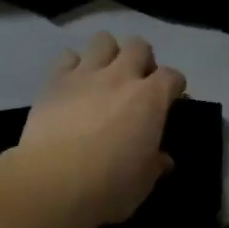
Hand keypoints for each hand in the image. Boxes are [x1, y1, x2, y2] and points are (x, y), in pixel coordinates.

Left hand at [15, 32, 186, 227]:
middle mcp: (120, 77)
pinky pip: (67, 57)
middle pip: (138, 46)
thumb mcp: (142, 183)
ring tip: (104, 76)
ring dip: (108, 53)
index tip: (171, 101)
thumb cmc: (108, 187)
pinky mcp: (54, 81)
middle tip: (137, 84)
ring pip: (103, 40)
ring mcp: (85, 75)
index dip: (174, 87)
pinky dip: (73, 65)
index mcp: (150, 100)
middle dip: (142, 60)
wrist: (54, 183)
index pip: (173, 77)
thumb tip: (163, 160)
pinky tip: (73, 84)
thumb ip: (154, 165)